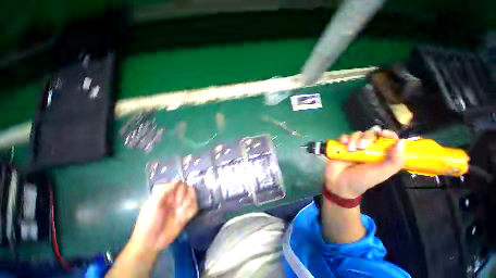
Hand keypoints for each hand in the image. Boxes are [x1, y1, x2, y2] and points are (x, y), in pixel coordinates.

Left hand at [130, 182, 197, 250]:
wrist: (151, 243)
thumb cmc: (148, 222)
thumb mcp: (153, 204)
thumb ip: (165, 190)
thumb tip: (179, 180)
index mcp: (167, 194)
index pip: (180, 183)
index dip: (180, 188)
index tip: (175, 197)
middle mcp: (176, 198)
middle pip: (188, 188)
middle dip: (185, 195)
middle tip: (178, 205)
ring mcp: (182, 206)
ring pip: (193, 196)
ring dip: (189, 203)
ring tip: (180, 213)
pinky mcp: (187, 215)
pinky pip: (195, 207)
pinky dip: (191, 210)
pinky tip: (184, 218)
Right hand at [325, 129, 404, 198]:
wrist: (339, 183)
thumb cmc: (361, 180)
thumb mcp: (380, 173)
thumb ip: (393, 162)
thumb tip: (400, 143)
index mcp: (380, 154)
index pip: (388, 139)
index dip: (387, 134)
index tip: (382, 134)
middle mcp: (368, 149)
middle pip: (371, 133)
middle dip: (367, 138)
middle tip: (362, 147)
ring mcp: (354, 147)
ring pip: (357, 134)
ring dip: (354, 139)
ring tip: (350, 150)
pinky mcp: (341, 146)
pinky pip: (343, 137)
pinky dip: (343, 138)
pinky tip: (343, 144)